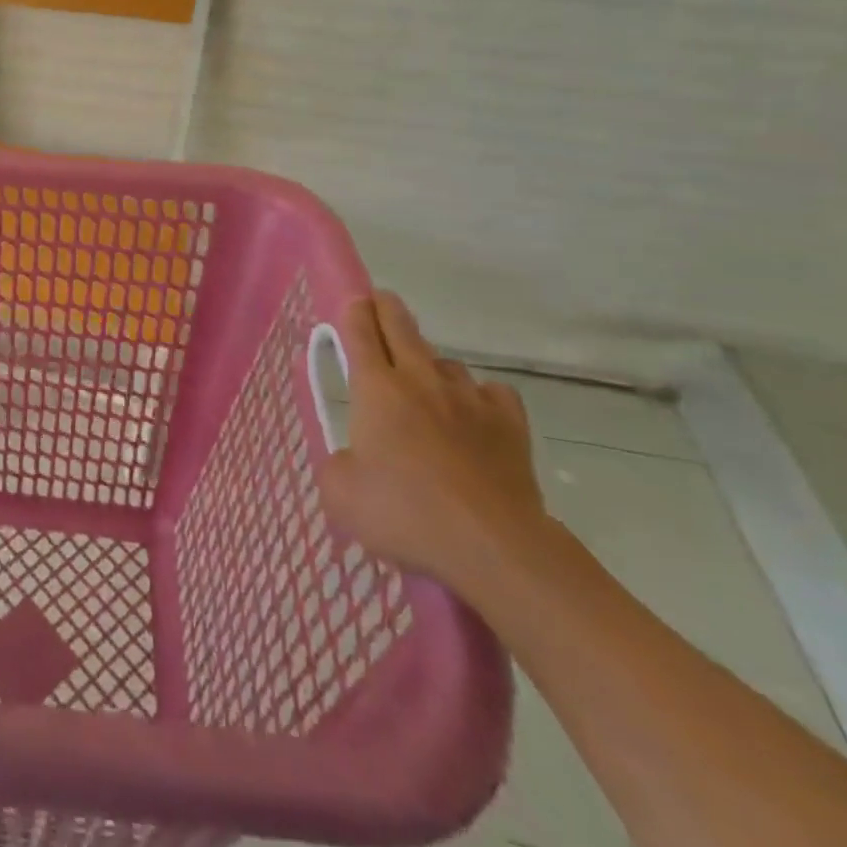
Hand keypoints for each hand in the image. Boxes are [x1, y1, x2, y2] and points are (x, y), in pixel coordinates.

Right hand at [314, 291, 552, 600]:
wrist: (494, 545)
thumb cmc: (405, 513)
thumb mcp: (340, 495)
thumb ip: (336, 465)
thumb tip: (351, 460)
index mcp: (376, 388)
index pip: (360, 331)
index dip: (353, 311)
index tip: (352, 301)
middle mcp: (420, 380)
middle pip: (401, 326)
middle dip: (386, 308)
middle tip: (380, 302)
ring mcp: (469, 398)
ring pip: (446, 362)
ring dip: (430, 365)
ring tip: (425, 385)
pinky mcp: (509, 423)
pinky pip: (491, 392)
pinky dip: (479, 396)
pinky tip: (474, 414)